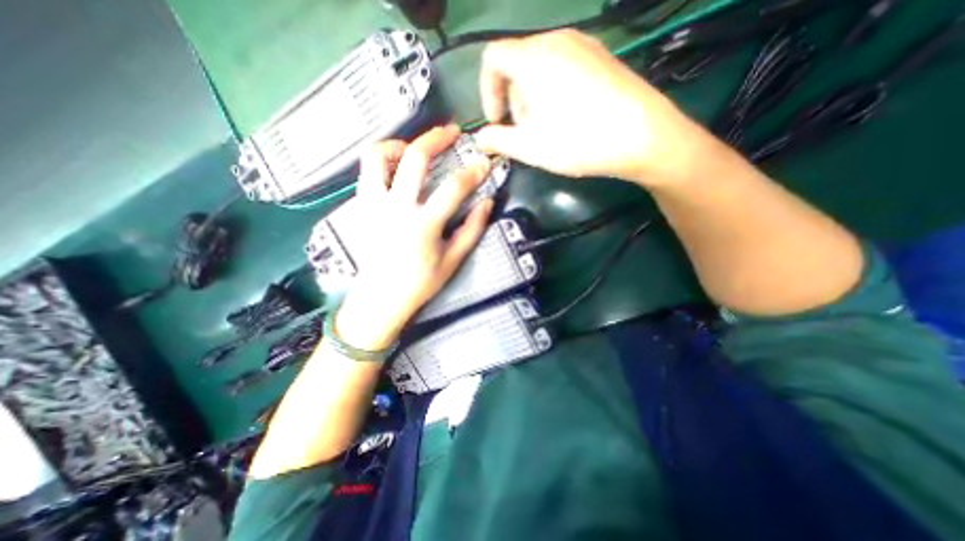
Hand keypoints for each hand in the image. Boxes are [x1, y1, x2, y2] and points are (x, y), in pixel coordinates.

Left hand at [336, 126, 492, 348]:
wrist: (381, 297)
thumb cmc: (421, 282)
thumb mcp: (453, 260)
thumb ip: (472, 229)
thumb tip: (487, 202)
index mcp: (423, 225)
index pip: (453, 188)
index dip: (473, 172)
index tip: (484, 163)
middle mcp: (395, 208)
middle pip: (414, 158)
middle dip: (436, 138)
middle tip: (451, 131)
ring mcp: (373, 204)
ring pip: (377, 155)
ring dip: (399, 143)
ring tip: (415, 147)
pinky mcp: (361, 206)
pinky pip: (366, 171)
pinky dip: (381, 160)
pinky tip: (395, 167)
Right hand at [474, 31, 715, 185]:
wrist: (643, 136)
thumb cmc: (578, 141)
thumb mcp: (529, 147)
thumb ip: (497, 141)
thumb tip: (480, 139)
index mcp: (534, 59)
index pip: (492, 58)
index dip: (487, 91)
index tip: (497, 122)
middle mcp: (557, 41)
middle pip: (517, 63)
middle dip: (513, 100)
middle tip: (525, 132)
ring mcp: (584, 45)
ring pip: (541, 67)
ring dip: (533, 98)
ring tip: (548, 128)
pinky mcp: (602, 57)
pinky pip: (565, 68)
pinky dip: (554, 91)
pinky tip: (570, 117)